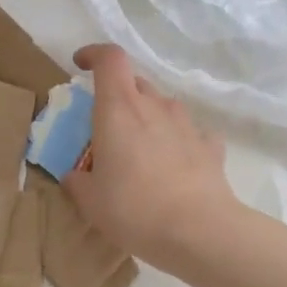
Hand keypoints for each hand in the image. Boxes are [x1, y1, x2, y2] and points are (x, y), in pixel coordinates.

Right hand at [64, 44, 233, 262]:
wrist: (200, 232)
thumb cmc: (134, 208)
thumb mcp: (89, 200)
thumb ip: (78, 180)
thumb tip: (76, 175)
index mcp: (118, 108)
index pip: (109, 58)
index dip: (93, 54)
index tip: (80, 65)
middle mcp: (154, 105)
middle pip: (134, 82)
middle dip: (118, 96)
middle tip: (106, 125)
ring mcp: (186, 124)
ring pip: (162, 106)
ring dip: (148, 119)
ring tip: (140, 151)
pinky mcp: (210, 146)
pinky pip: (188, 134)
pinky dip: (177, 141)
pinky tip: (173, 166)